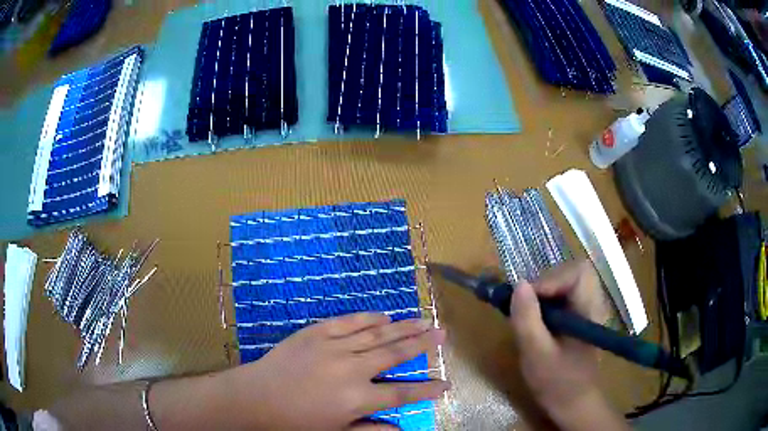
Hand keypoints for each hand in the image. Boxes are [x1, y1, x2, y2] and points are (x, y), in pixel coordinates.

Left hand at [222, 313, 448, 429]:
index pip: (402, 394)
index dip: (427, 389)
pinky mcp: (316, 333)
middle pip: (395, 354)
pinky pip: (348, 322)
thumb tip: (402, 430)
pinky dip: (368, 318)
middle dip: (423, 344)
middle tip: (443, 333)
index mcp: (357, 399)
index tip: (447, 383)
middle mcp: (351, 370)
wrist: (256, 398)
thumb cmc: (296, 422)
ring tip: (424, 319)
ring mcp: (333, 347)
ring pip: (376, 334)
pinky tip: (384, 315)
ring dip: (403, 327)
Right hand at [509, 260, 626, 430]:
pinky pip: (562, 297)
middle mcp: (592, 304)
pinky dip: (545, 302)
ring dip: (543, 293)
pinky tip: (535, 321)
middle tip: (525, 305)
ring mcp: (586, 310)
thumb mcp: (536, 354)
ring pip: (566, 283)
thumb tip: (519, 285)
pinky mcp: (578, 318)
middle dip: (546, 283)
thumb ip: (528, 320)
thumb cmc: (556, 383)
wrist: (572, 403)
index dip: (552, 278)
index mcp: (589, 311)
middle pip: (572, 273)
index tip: (529, 298)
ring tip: (528, 314)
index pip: (579, 273)